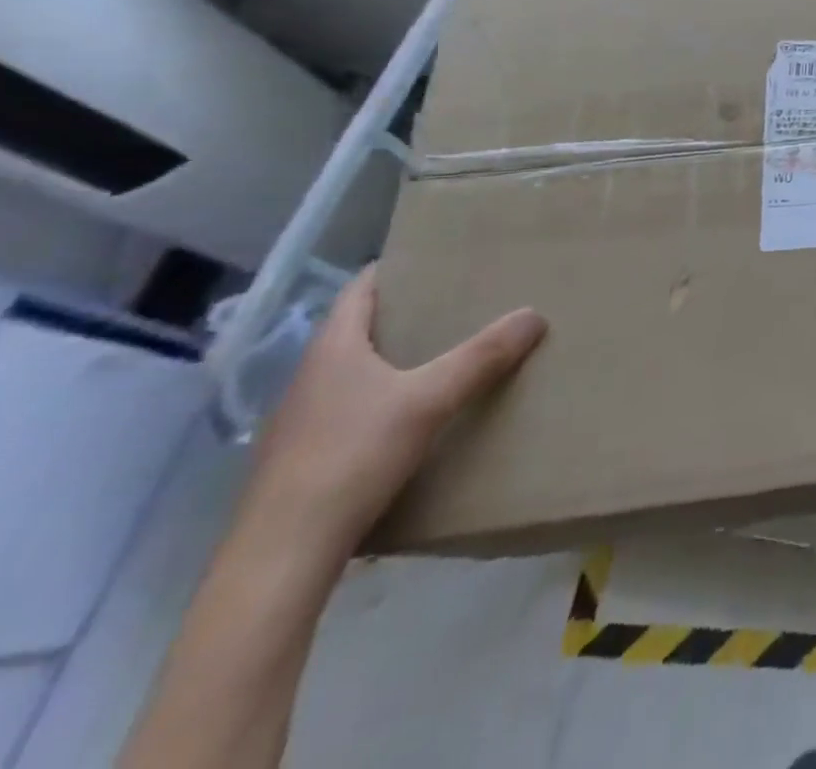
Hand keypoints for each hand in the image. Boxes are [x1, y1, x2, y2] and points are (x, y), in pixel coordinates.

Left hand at [234, 266, 546, 562]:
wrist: (280, 557)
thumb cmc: (351, 457)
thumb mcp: (429, 400)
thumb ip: (482, 356)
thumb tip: (534, 313)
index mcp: (332, 349)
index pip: (359, 289)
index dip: (394, 269)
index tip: (435, 258)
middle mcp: (309, 378)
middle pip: (357, 329)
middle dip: (404, 314)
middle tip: (456, 304)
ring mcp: (299, 422)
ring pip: (352, 372)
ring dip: (392, 359)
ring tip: (442, 356)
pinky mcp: (302, 461)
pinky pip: (348, 410)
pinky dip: (380, 399)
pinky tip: (410, 418)